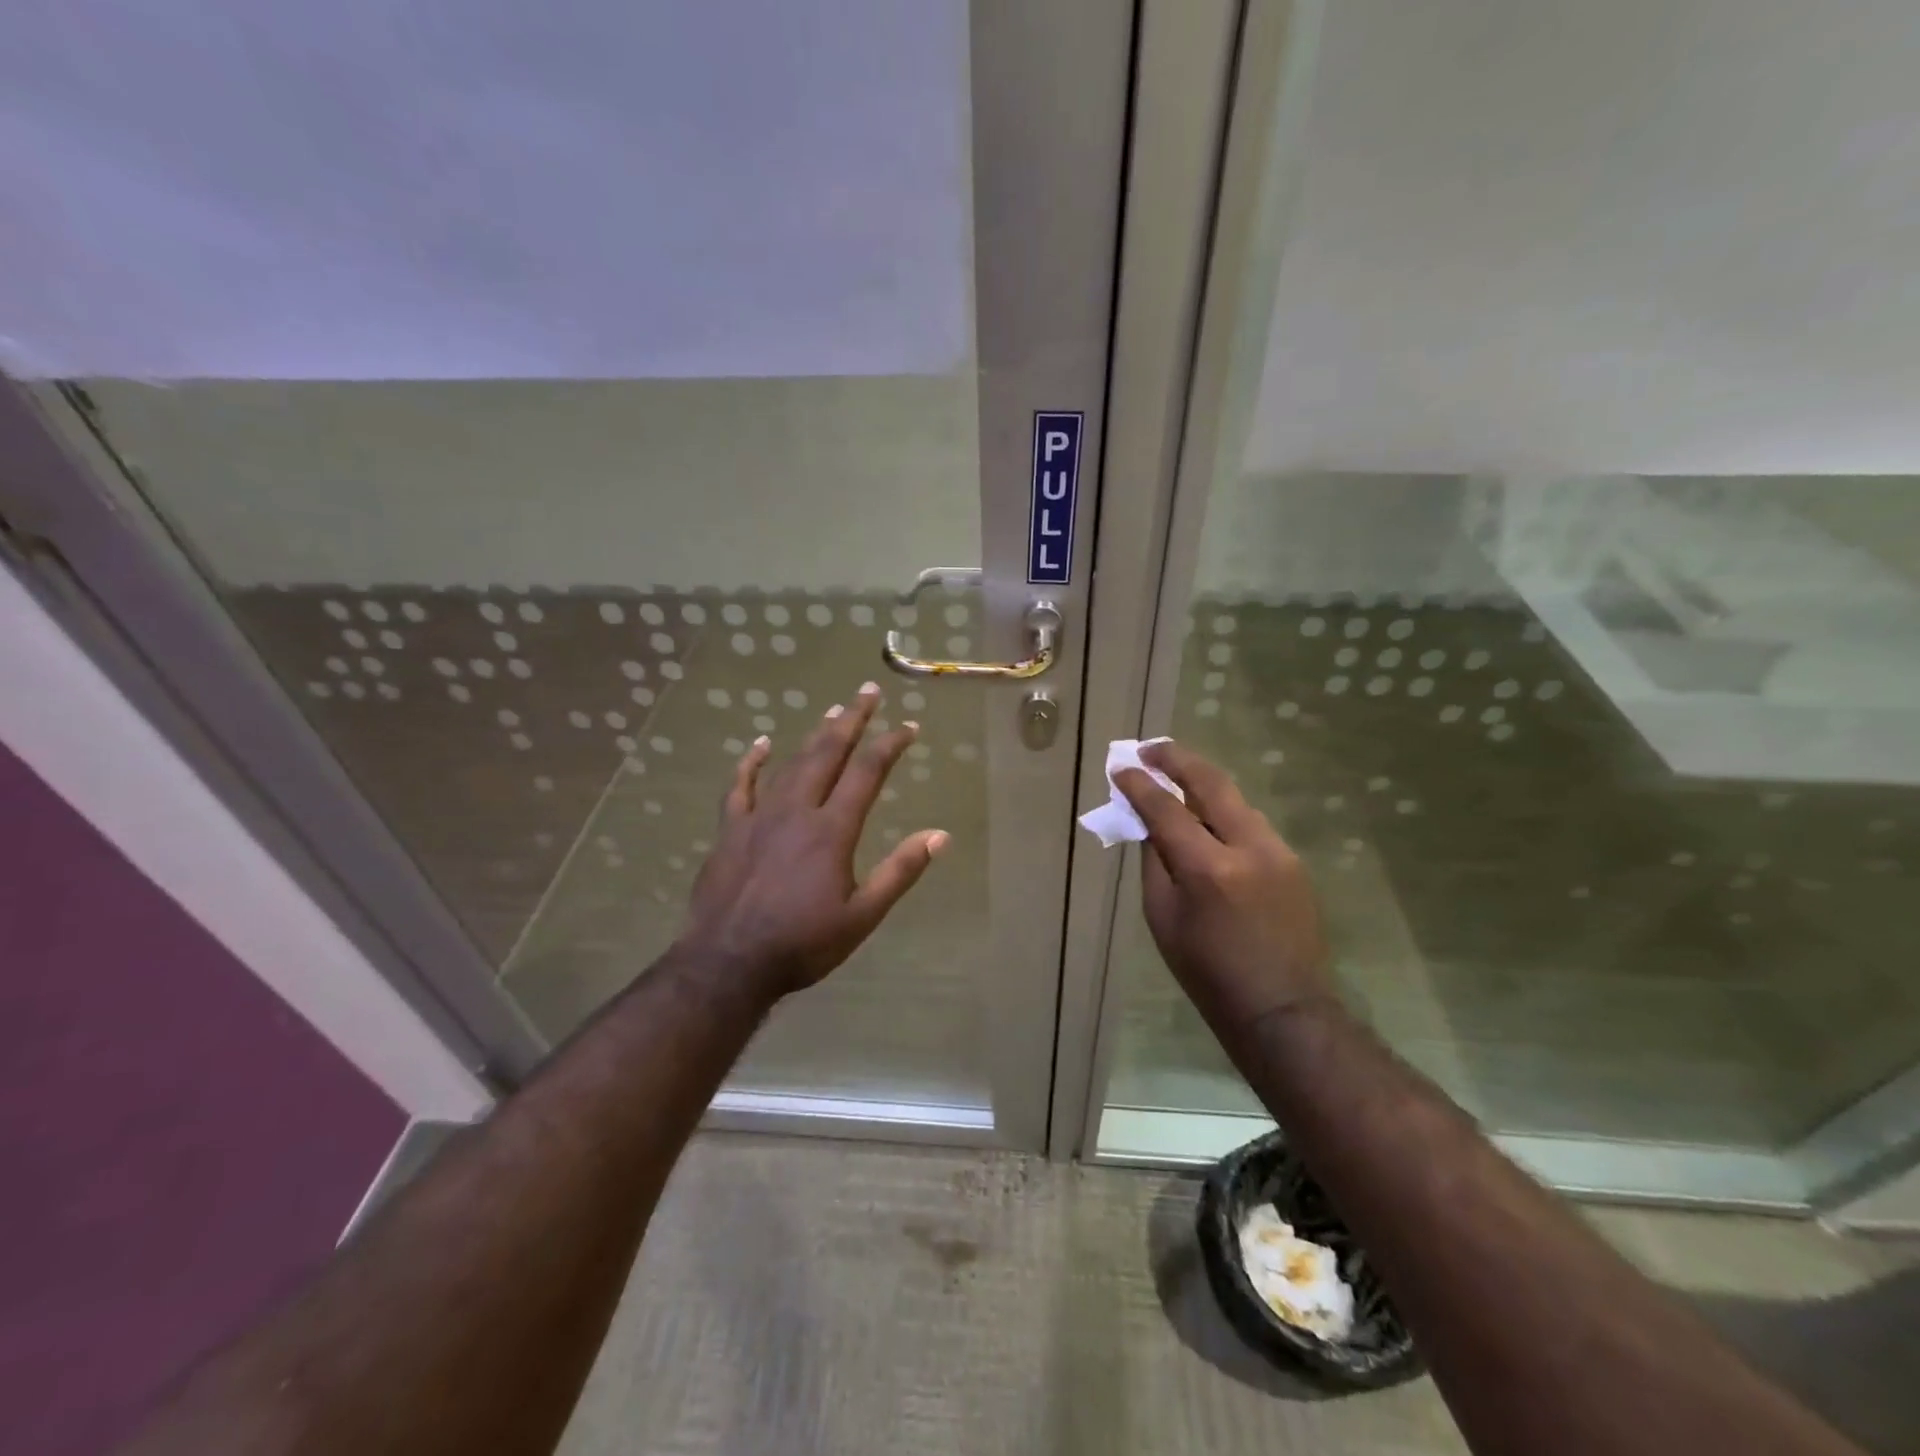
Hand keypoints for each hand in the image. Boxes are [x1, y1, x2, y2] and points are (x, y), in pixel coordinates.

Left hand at [674, 682, 948, 1003]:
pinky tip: (762, 743)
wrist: (728, 962)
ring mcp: (759, 816)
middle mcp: (797, 810)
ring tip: (833, 711)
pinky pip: (740, 785)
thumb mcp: (862, 916)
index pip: (867, 772)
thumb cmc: (802, 943)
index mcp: (832, 830)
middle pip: (828, 753)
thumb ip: (900, 871)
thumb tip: (939, 835)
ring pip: (791, 763)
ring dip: (814, 735)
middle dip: (852, 720)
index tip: (908, 726)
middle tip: (867, 691)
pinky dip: (752, 762)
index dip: (890, 744)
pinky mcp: (730, 830)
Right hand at [1115, 740, 1334, 1038]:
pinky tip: (1207, 818)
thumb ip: (1155, 863)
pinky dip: (1224, 812)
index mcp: (1209, 869)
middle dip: (1177, 759)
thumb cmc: (1207, 973)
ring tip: (1175, 778)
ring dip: (1203, 784)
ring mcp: (1279, 852)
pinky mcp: (1293, 861)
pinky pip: (1251, 823)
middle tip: (1150, 750)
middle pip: (1211, 783)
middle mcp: (1249, 848)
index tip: (1121, 768)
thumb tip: (1148, 822)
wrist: (1282, 1009)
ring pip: (1235, 800)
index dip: (1140, 785)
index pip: (1167, 809)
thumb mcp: (1163, 919)